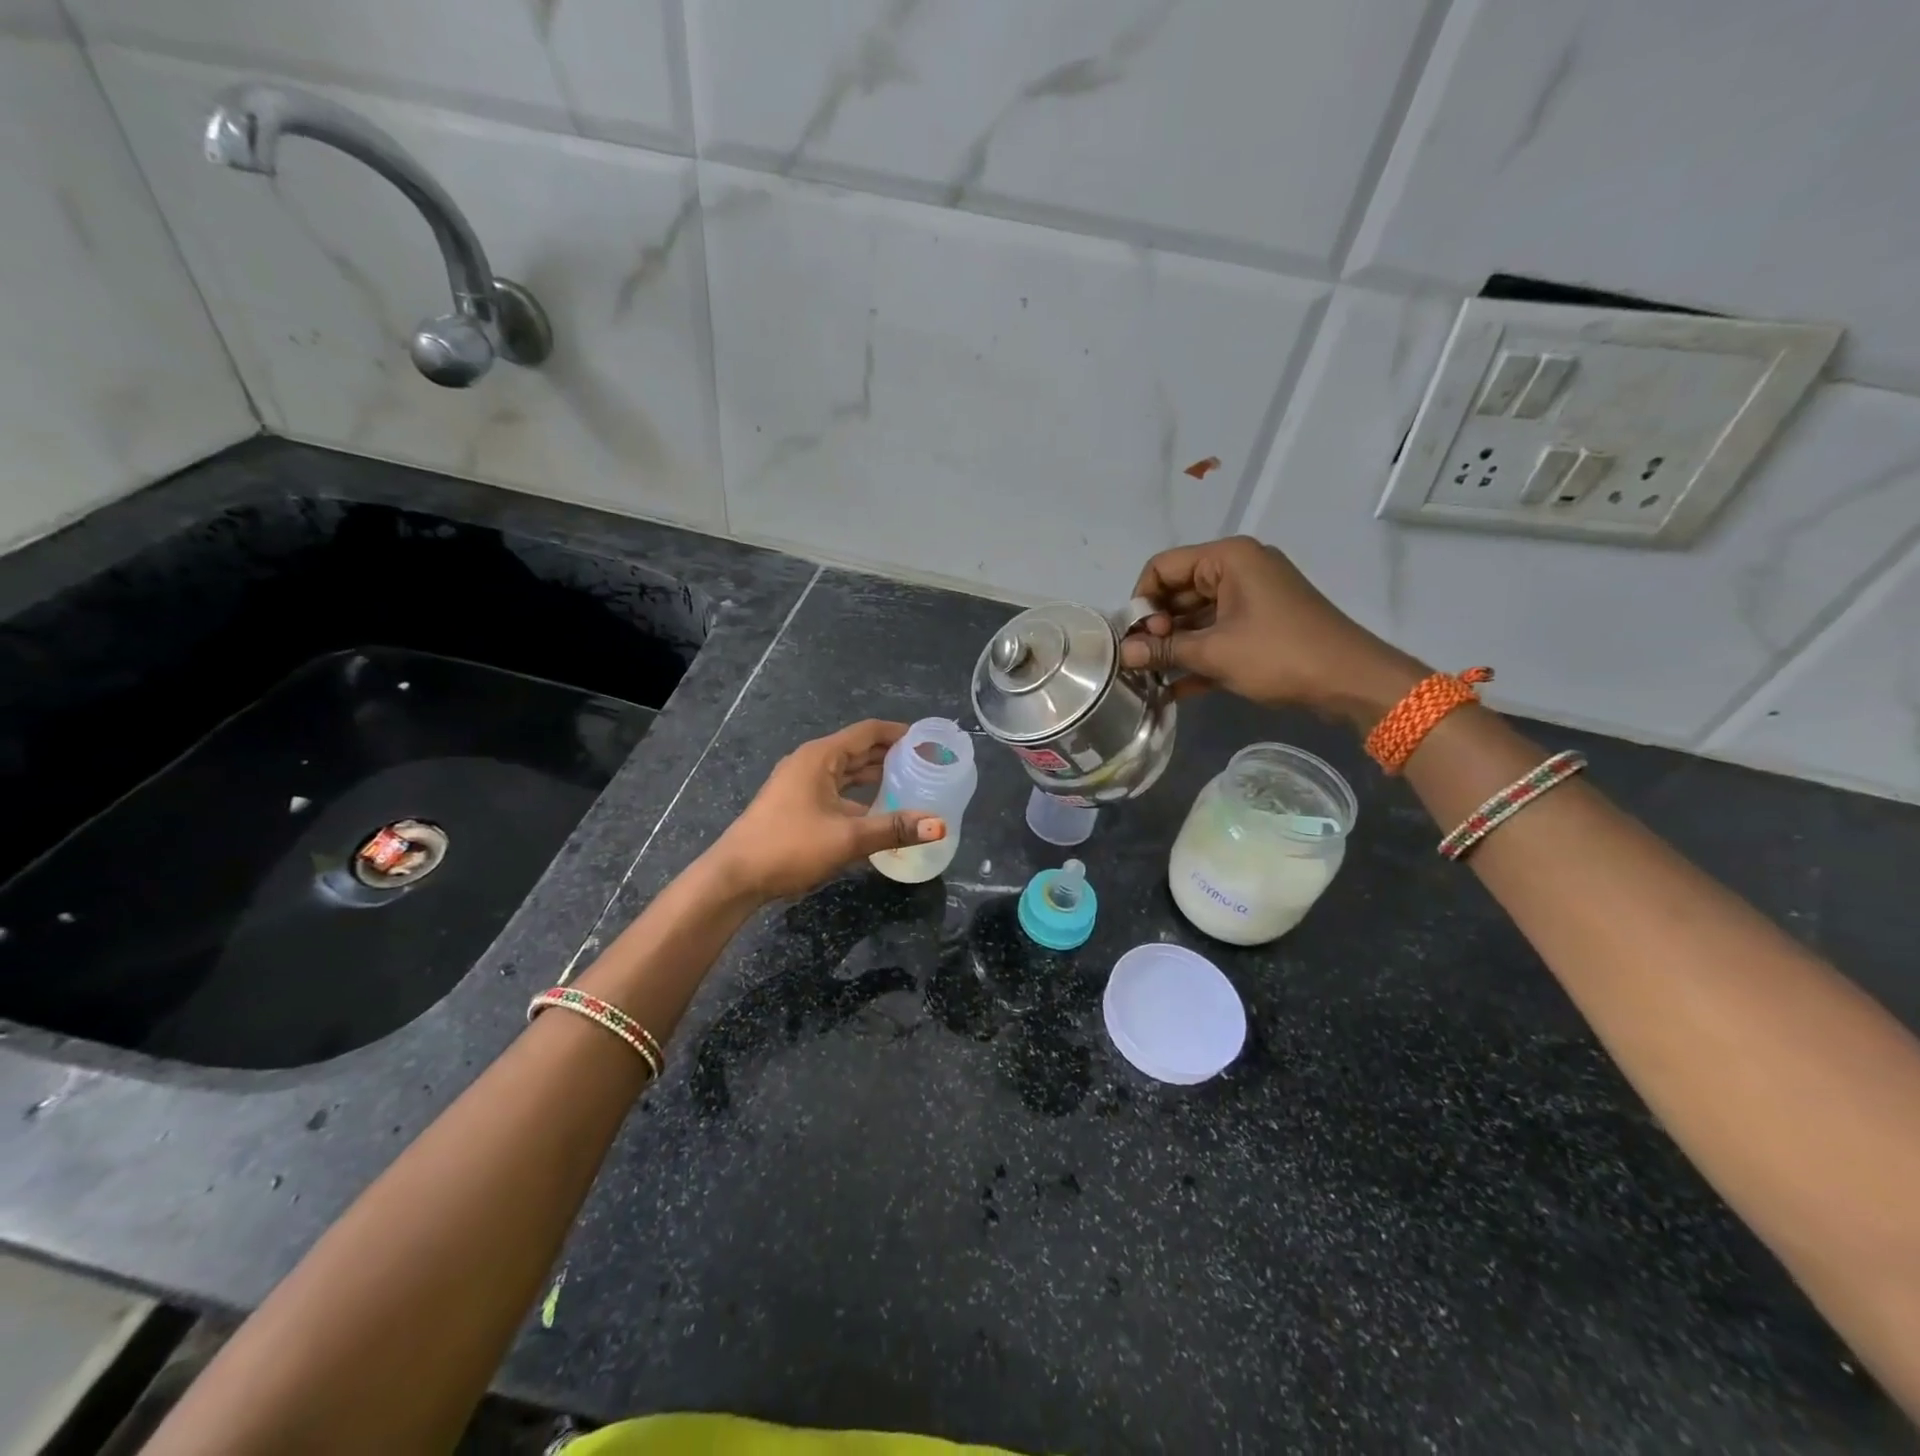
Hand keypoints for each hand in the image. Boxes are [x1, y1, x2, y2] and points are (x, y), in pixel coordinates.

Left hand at [707, 720, 945, 900]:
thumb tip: (938, 824)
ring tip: (911, 786)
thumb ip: (893, 828)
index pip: (868, 732)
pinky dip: (859, 796)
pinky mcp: (796, 805)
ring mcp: (800, 784)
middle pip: (858, 749)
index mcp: (820, 757)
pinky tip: (879, 812)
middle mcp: (810, 763)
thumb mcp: (847, 837)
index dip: (900, 733)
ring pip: (847, 772)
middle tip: (927, 766)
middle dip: (892, 755)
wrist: (735, 877)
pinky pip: (836, 790)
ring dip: (876, 777)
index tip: (929, 741)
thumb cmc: (789, 847)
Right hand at [1118, 536, 1426, 729]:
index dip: (1141, 601)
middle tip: (1140, 661)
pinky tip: (1173, 689)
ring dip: (1174, 646)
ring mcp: (1251, 598)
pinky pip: (1217, 633)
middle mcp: (1238, 569)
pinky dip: (1198, 656)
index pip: (1163, 566)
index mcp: (1228, 558)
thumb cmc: (1279, 654)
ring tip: (1149, 677)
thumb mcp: (1215, 652)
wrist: (1351, 680)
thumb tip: (1123, 654)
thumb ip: (1165, 650)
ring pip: (1196, 616)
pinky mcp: (1260, 625)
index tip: (1133, 638)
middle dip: (1156, 627)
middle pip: (1178, 590)